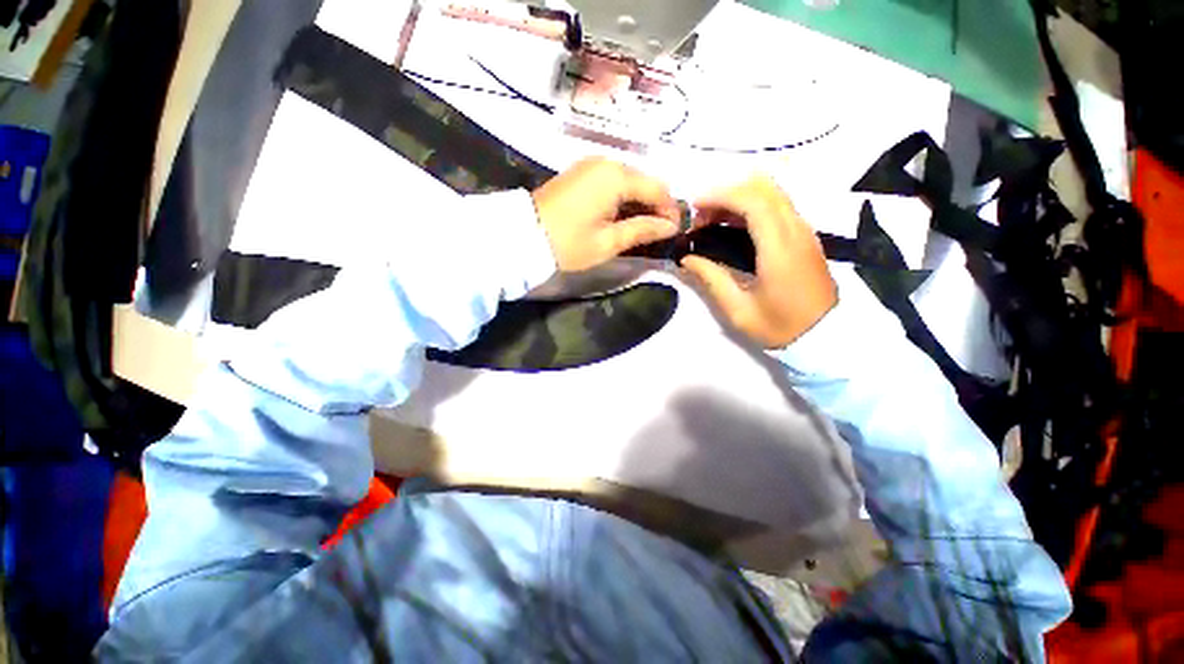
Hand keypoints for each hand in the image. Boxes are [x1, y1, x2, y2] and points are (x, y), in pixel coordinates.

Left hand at [532, 157, 680, 271]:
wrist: (523, 236)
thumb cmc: (569, 243)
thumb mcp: (609, 242)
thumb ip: (642, 230)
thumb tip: (671, 226)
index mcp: (616, 176)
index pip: (657, 188)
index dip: (670, 209)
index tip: (675, 231)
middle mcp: (606, 162)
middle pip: (644, 180)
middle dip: (655, 205)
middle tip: (659, 231)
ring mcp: (591, 165)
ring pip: (628, 180)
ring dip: (639, 202)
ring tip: (642, 227)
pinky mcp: (580, 173)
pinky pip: (612, 181)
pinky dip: (622, 198)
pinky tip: (622, 216)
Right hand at [681, 176, 836, 348]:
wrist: (825, 335)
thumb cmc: (780, 326)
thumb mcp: (738, 310)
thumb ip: (711, 278)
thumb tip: (687, 258)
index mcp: (779, 248)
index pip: (753, 201)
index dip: (720, 196)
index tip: (694, 208)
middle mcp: (795, 230)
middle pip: (763, 187)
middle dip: (727, 193)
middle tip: (701, 217)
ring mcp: (804, 230)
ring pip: (772, 193)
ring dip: (739, 198)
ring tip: (713, 221)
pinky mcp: (805, 235)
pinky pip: (778, 205)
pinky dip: (751, 206)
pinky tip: (733, 227)